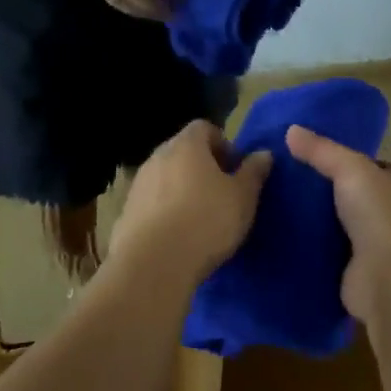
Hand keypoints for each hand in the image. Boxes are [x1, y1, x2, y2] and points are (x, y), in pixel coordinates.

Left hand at [110, 121, 272, 286]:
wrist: (153, 263)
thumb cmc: (206, 221)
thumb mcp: (243, 197)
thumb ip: (253, 172)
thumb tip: (263, 154)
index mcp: (186, 145)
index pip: (204, 127)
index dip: (222, 144)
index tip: (234, 169)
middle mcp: (158, 156)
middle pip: (183, 151)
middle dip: (202, 166)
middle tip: (221, 192)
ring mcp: (138, 183)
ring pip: (166, 176)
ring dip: (182, 188)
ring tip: (200, 217)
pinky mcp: (126, 211)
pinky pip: (152, 201)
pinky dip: (165, 210)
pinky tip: (177, 235)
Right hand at [286, 125, 390, 323]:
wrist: (389, 277)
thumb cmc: (379, 213)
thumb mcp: (349, 168)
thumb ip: (321, 150)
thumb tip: (291, 130)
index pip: (370, 166)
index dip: (343, 160)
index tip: (308, 156)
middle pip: (351, 196)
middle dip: (324, 192)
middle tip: (284, 181)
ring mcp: (374, 246)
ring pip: (337, 226)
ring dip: (315, 222)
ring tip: (276, 207)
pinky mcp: (355, 272)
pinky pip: (327, 255)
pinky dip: (310, 249)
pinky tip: (282, 238)